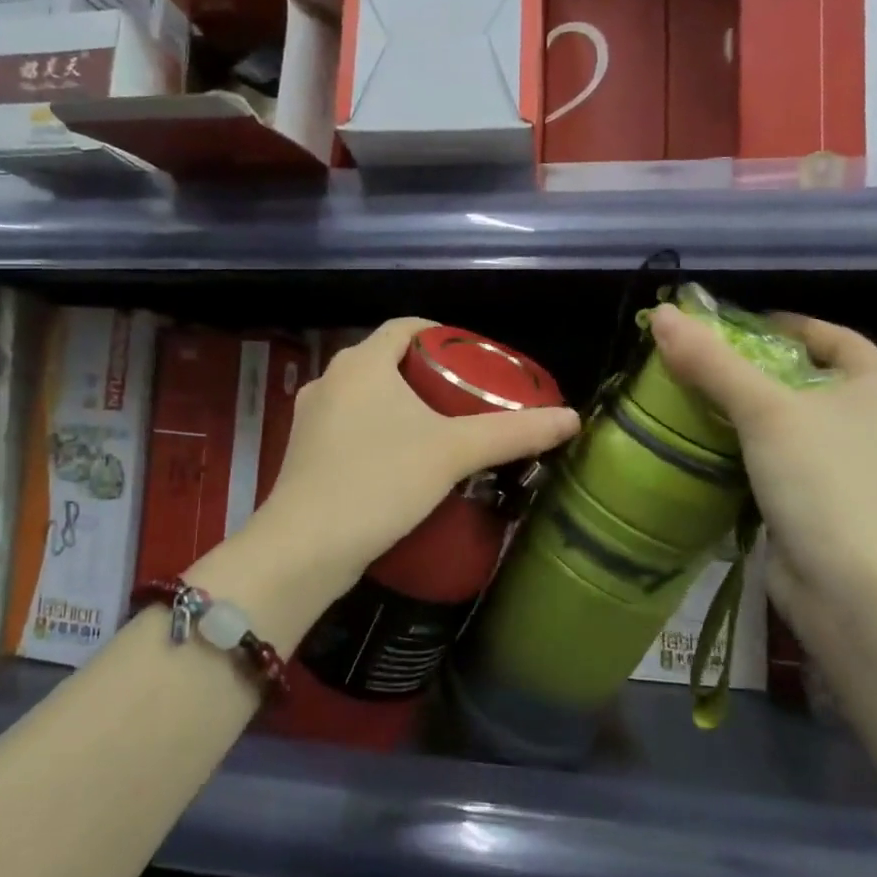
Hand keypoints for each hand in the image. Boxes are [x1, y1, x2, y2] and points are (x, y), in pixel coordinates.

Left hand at [240, 318, 579, 612]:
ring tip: (441, 431)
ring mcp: (310, 418)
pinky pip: (350, 427)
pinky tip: (402, 463)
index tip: (475, 359)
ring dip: (401, 406)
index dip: (443, 336)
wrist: (304, 549)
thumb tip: (572, 417)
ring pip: (366, 396)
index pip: (406, 327)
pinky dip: (379, 433)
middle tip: (468, 399)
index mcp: (360, 362)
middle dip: (427, 375)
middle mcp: (329, 379)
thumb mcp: (453, 453)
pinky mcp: (304, 454)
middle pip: (387, 361)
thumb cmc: (379, 482)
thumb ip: (513, 432)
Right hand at [649, 305, 876, 593]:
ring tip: (698, 398)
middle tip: (704, 362)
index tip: (733, 327)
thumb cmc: (821, 481)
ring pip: (795, 420)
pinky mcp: (830, 500)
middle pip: (809, 378)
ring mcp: (856, 465)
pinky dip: (753, 447)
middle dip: (757, 369)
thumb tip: (662, 316)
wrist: (849, 587)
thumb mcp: (764, 411)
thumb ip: (712, 362)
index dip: (784, 325)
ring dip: (750, 410)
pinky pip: (786, 457)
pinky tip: (714, 445)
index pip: (832, 336)